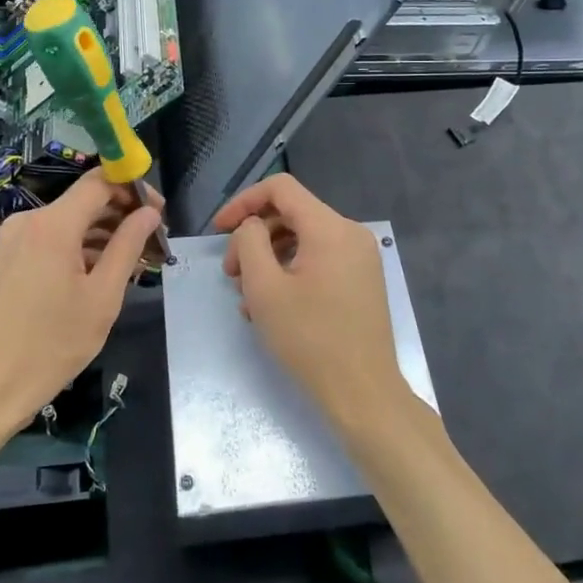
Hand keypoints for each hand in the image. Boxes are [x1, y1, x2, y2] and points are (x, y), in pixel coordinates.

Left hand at [0, 169, 160, 439]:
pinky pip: (49, 241)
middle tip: (152, 245)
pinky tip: (97, 276)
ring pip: (67, 223)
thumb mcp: (102, 298)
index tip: (159, 212)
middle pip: (83, 202)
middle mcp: (28, 221)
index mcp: (53, 224)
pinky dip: (76, 250)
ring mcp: (11, 240)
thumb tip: (149, 213)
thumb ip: (127, 247)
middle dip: (121, 216)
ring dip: (101, 236)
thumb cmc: (49, 346)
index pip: (100, 182)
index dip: (133, 188)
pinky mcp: (3, 261)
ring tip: (131, 266)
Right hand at [212, 174, 405, 431]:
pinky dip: (291, 272)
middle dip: (254, 238)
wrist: (363, 393)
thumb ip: (249, 243)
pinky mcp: (362, 280)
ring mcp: (360, 258)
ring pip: (304, 239)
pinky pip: (319, 259)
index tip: (219, 230)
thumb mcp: (264, 288)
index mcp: (330, 228)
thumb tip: (251, 227)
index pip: (281, 188)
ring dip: (270, 258)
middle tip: (232, 275)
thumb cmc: (310, 339)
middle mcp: (350, 233)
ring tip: (249, 297)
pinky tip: (273, 307)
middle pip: (292, 214)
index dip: (244, 202)